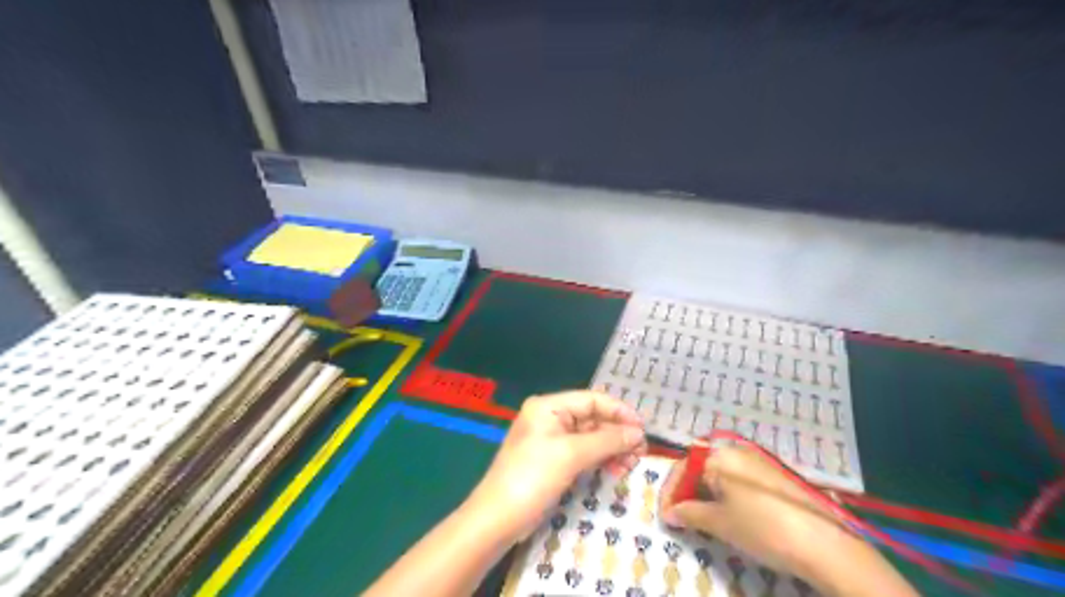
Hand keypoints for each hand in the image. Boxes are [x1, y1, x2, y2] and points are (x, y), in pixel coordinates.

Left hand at [468, 391, 648, 542]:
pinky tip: (617, 469)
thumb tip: (638, 433)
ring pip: (590, 438)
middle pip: (592, 418)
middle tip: (641, 451)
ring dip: (612, 448)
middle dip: (617, 433)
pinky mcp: (553, 461)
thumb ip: (607, 440)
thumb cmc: (533, 477)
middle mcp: (550, 418)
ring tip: (632, 463)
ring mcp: (551, 441)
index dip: (619, 411)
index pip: (591, 400)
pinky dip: (600, 459)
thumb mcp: (571, 455)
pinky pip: (583, 453)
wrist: (498, 518)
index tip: (643, 428)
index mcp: (548, 406)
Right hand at [658, 446, 839, 576]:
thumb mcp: (719, 523)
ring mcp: (758, 460)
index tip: (665, 515)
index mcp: (719, 455)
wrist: (824, 542)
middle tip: (682, 517)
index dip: (670, 492)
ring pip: (720, 473)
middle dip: (687, 492)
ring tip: (704, 519)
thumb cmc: (762, 527)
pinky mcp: (774, 474)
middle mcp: (736, 450)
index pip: (682, 468)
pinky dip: (727, 494)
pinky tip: (730, 515)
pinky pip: (738, 479)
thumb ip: (688, 514)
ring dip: (706, 494)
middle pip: (701, 467)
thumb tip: (670, 513)